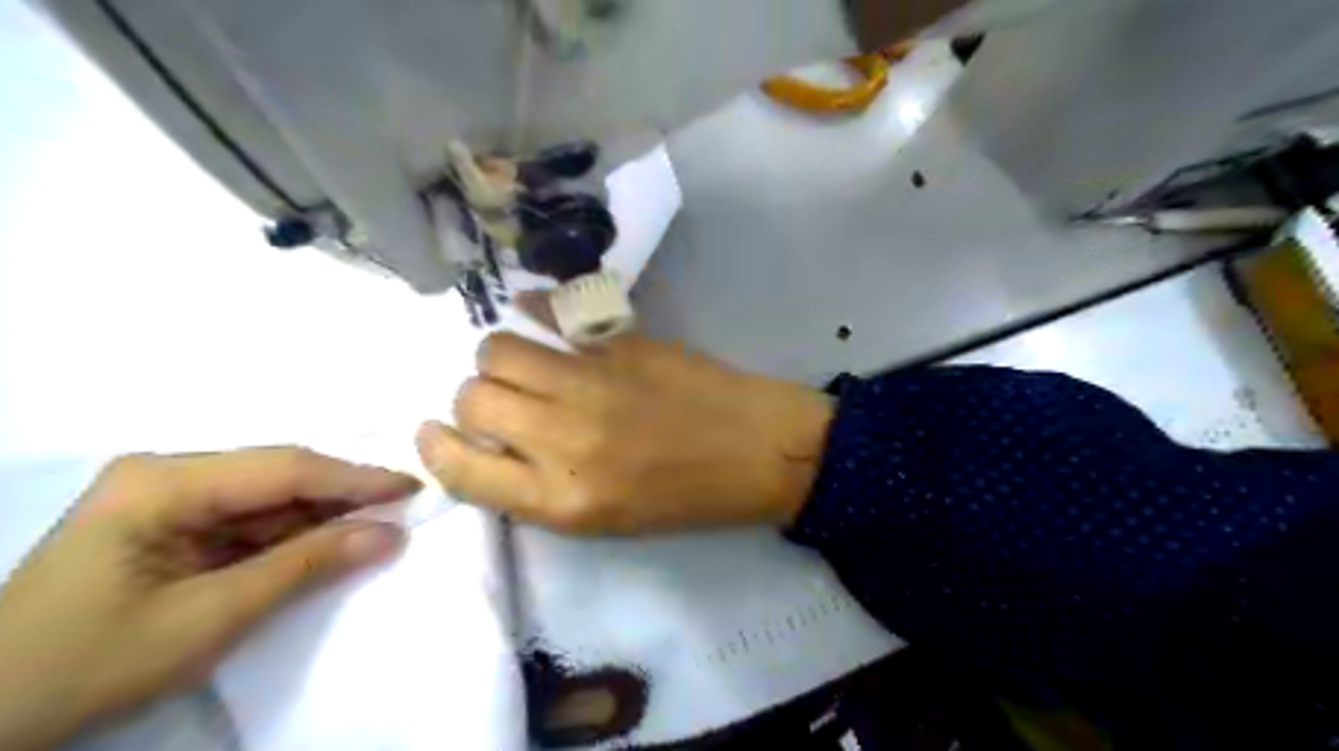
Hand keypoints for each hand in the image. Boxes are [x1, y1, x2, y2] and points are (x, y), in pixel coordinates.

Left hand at [1, 449, 414, 748]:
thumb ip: (307, 565)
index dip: (356, 478)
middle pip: (278, 475)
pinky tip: (327, 542)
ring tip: (377, 526)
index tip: (414, 487)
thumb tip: (391, 534)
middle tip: (403, 508)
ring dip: (320, 515)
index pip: (285, 468)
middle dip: (341, 495)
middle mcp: (167, 474)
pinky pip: (249, 518)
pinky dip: (292, 534)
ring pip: (269, 496)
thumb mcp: (212, 616)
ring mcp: (166, 497)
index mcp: (163, 483)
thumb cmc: (90, 663)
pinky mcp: (169, 523)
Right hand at [417, 330, 832, 532]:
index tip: (437, 433)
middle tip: (501, 403)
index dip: (438, 450)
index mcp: (564, 501)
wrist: (759, 450)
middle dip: (474, 402)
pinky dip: (533, 311)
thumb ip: (540, 488)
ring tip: (525, 364)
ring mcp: (594, 383)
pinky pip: (550, 313)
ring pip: (499, 349)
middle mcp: (567, 440)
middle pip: (473, 400)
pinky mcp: (620, 343)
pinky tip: (539, 316)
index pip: (463, 471)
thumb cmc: (686, 497)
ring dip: (498, 358)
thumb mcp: (606, 520)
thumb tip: (488, 446)